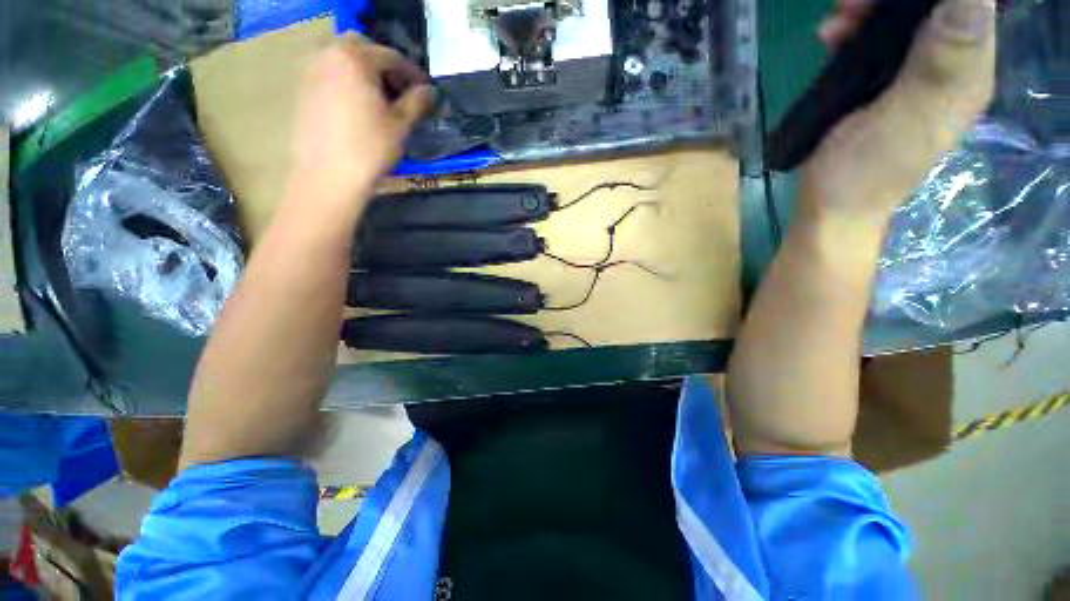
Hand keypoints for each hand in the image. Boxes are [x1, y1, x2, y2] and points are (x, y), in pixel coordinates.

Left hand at [290, 34, 432, 206]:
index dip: (412, 73)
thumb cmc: (369, 149)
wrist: (328, 176)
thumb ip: (416, 102)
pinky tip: (358, 107)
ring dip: (364, 72)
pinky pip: (329, 75)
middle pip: (361, 48)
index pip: (390, 56)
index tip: (425, 90)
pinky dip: (347, 82)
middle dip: (384, 66)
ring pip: (342, 60)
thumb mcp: (400, 125)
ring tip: (380, 100)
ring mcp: (311, 71)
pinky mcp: (302, 90)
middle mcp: (328, 55)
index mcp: (355, 58)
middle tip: (399, 91)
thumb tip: (428, 91)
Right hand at [799, 0, 995, 224]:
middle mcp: (950, 69)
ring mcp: (916, 79)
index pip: (972, 5)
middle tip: (850, 5)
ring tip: (835, 22)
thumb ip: (941, 63)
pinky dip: (856, 34)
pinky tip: (832, 40)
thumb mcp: (905, 118)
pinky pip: (880, 44)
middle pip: (936, 8)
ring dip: (871, 14)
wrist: (831, 211)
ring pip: (906, 23)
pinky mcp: (885, 88)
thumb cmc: (863, 173)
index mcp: (967, 74)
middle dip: (892, 0)